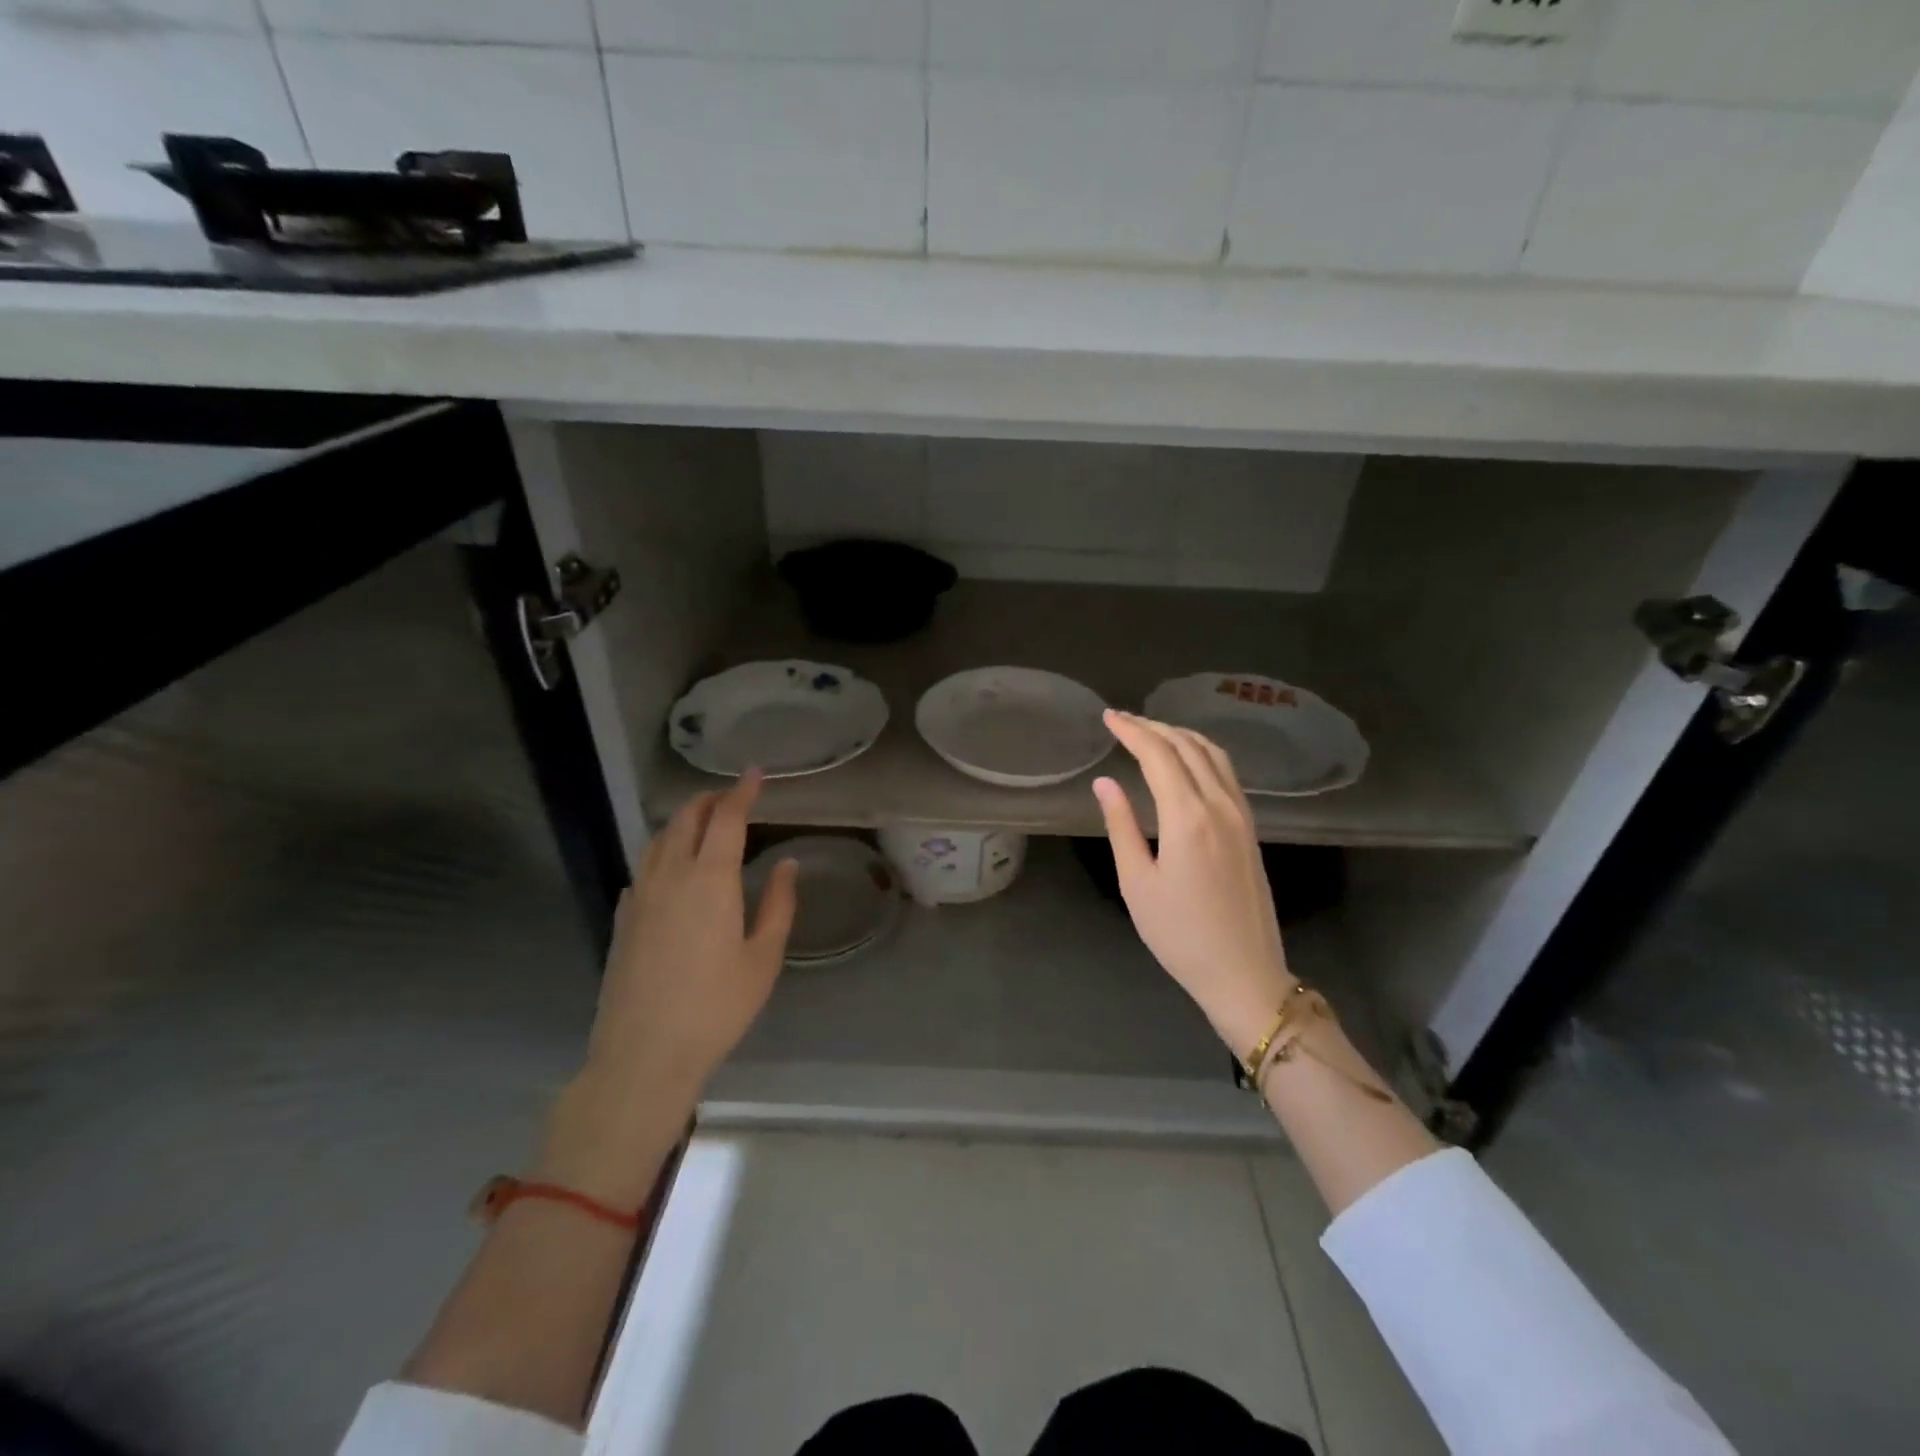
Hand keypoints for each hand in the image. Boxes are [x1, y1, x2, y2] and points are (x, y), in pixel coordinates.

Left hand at [585, 771, 798, 1099]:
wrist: (644, 1054)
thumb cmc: (716, 1007)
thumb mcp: (763, 958)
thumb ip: (778, 904)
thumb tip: (786, 864)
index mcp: (710, 880)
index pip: (726, 818)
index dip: (741, 791)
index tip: (754, 773)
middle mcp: (670, 876)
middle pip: (686, 820)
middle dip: (709, 800)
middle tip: (730, 795)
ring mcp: (639, 896)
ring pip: (658, 840)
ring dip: (682, 821)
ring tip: (702, 822)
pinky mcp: (622, 919)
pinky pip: (642, 868)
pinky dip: (661, 852)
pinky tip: (669, 868)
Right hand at [1093, 711, 1297, 1060]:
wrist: (1244, 973)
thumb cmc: (1180, 935)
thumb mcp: (1137, 883)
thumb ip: (1121, 825)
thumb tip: (1105, 782)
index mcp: (1188, 817)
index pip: (1158, 754)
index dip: (1132, 731)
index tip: (1108, 717)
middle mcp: (1220, 805)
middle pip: (1187, 747)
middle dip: (1154, 727)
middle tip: (1122, 721)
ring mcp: (1242, 815)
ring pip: (1213, 755)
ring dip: (1180, 736)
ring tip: (1151, 733)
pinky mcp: (1251, 828)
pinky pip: (1226, 773)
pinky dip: (1201, 753)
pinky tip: (1186, 762)